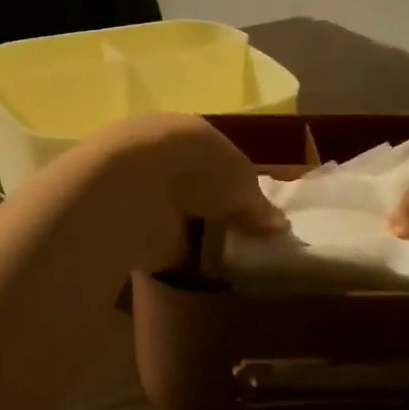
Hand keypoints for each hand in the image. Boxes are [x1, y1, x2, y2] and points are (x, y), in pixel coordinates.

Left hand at [76, 113, 285, 272]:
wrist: (134, 190)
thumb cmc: (197, 168)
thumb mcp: (241, 181)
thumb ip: (258, 204)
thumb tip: (279, 225)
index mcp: (187, 135)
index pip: (217, 158)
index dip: (238, 183)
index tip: (257, 210)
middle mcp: (162, 161)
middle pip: (197, 190)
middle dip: (217, 211)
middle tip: (247, 239)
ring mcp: (142, 196)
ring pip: (179, 217)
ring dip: (198, 235)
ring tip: (231, 261)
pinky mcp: (130, 231)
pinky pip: (165, 247)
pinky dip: (182, 259)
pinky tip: (206, 275)